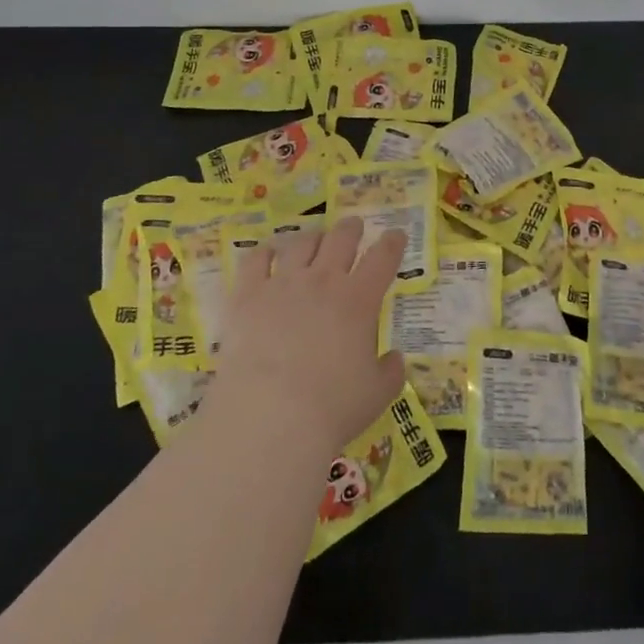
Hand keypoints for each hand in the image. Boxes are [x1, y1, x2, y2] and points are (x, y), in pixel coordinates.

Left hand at [208, 217, 406, 458]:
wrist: (269, 417)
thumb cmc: (332, 408)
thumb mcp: (378, 394)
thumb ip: (391, 372)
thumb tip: (395, 358)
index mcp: (359, 300)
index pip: (383, 258)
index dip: (392, 243)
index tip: (396, 235)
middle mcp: (323, 281)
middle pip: (341, 239)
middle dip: (351, 229)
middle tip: (354, 227)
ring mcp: (283, 284)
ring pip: (300, 243)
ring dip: (312, 237)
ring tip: (314, 238)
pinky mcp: (247, 295)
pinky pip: (255, 260)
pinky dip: (264, 252)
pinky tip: (267, 253)